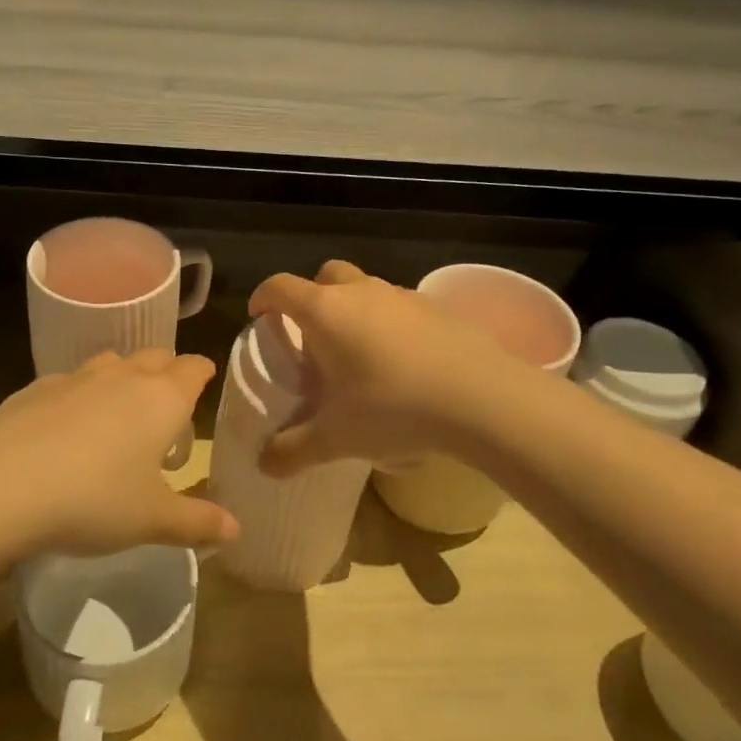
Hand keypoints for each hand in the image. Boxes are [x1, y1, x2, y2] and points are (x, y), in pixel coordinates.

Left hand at [0, 350, 237, 556]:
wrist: (0, 486)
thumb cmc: (93, 500)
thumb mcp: (151, 520)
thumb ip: (197, 522)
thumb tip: (235, 529)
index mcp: (161, 398)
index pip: (194, 368)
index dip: (203, 373)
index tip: (206, 384)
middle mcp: (122, 376)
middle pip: (155, 356)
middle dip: (166, 373)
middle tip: (167, 410)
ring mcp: (75, 377)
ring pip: (111, 363)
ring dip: (122, 380)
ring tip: (117, 418)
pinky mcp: (35, 388)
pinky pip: (69, 382)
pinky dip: (79, 396)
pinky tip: (65, 429)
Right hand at [248, 260, 516, 476]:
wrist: (482, 398)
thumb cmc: (394, 408)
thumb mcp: (335, 438)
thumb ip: (292, 450)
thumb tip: (264, 464)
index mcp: (325, 312)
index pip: (280, 287)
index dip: (263, 298)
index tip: (258, 317)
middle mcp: (360, 292)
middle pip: (325, 276)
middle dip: (310, 297)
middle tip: (311, 336)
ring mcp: (402, 295)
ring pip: (365, 288)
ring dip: (352, 309)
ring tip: (357, 353)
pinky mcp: (437, 308)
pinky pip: (399, 306)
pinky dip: (389, 322)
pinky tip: (401, 362)